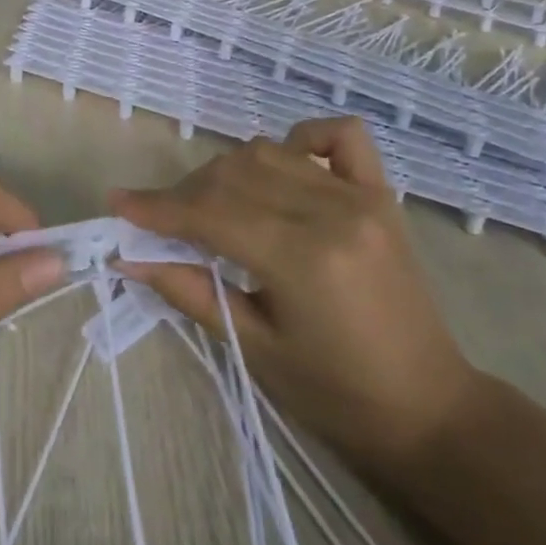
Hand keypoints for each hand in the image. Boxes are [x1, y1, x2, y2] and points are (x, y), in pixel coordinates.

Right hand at [112, 118, 477, 473]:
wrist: (427, 408)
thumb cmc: (335, 394)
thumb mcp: (255, 350)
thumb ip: (191, 293)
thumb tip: (131, 258)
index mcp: (301, 260)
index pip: (210, 213)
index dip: (157, 207)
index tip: (118, 204)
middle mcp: (331, 213)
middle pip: (234, 174)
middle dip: (185, 192)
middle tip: (160, 221)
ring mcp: (361, 198)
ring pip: (271, 152)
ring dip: (228, 170)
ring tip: (209, 204)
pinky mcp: (381, 195)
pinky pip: (341, 136)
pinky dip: (302, 137)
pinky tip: (283, 162)